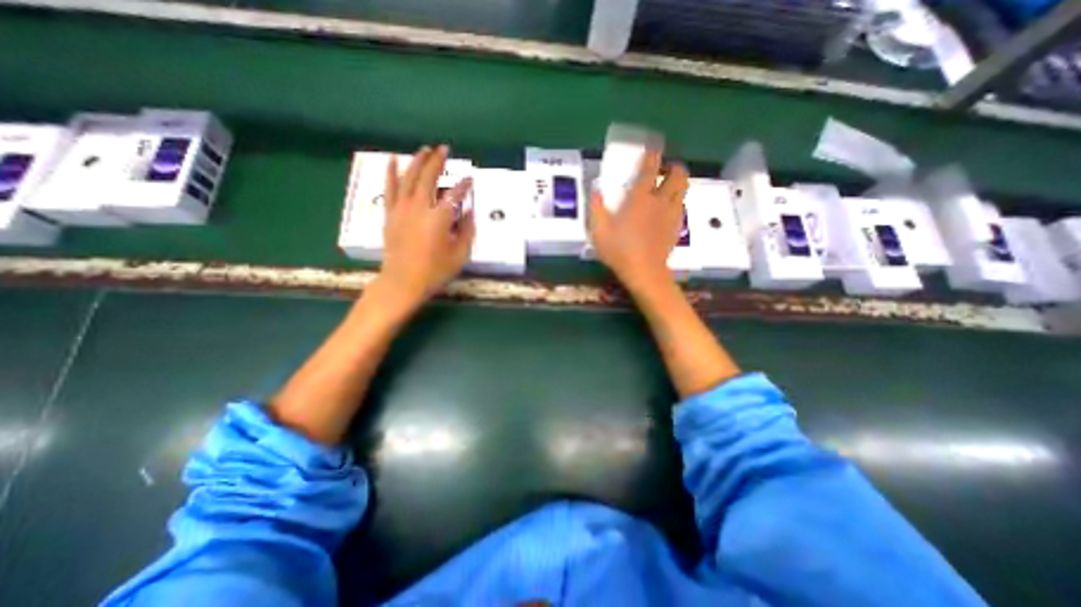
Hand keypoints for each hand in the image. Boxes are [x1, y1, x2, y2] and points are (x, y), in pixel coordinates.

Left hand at [377, 144, 474, 307]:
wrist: (402, 282)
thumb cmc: (434, 271)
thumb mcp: (459, 255)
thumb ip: (467, 232)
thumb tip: (470, 213)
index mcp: (439, 219)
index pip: (454, 195)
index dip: (464, 186)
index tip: (470, 179)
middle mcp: (419, 208)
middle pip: (428, 177)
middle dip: (438, 161)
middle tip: (445, 149)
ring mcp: (401, 209)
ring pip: (409, 178)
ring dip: (417, 161)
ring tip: (425, 149)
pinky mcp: (390, 214)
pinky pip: (390, 188)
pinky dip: (391, 172)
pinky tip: (393, 159)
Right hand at [587, 150, 686, 291]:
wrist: (645, 273)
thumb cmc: (619, 251)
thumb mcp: (599, 231)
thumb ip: (596, 208)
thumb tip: (596, 189)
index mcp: (640, 198)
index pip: (650, 168)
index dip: (652, 154)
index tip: (652, 146)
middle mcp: (660, 201)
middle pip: (678, 175)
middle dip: (673, 167)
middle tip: (662, 171)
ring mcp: (671, 215)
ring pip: (683, 190)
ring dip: (677, 183)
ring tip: (666, 188)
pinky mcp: (676, 228)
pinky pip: (681, 206)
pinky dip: (676, 201)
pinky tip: (665, 210)